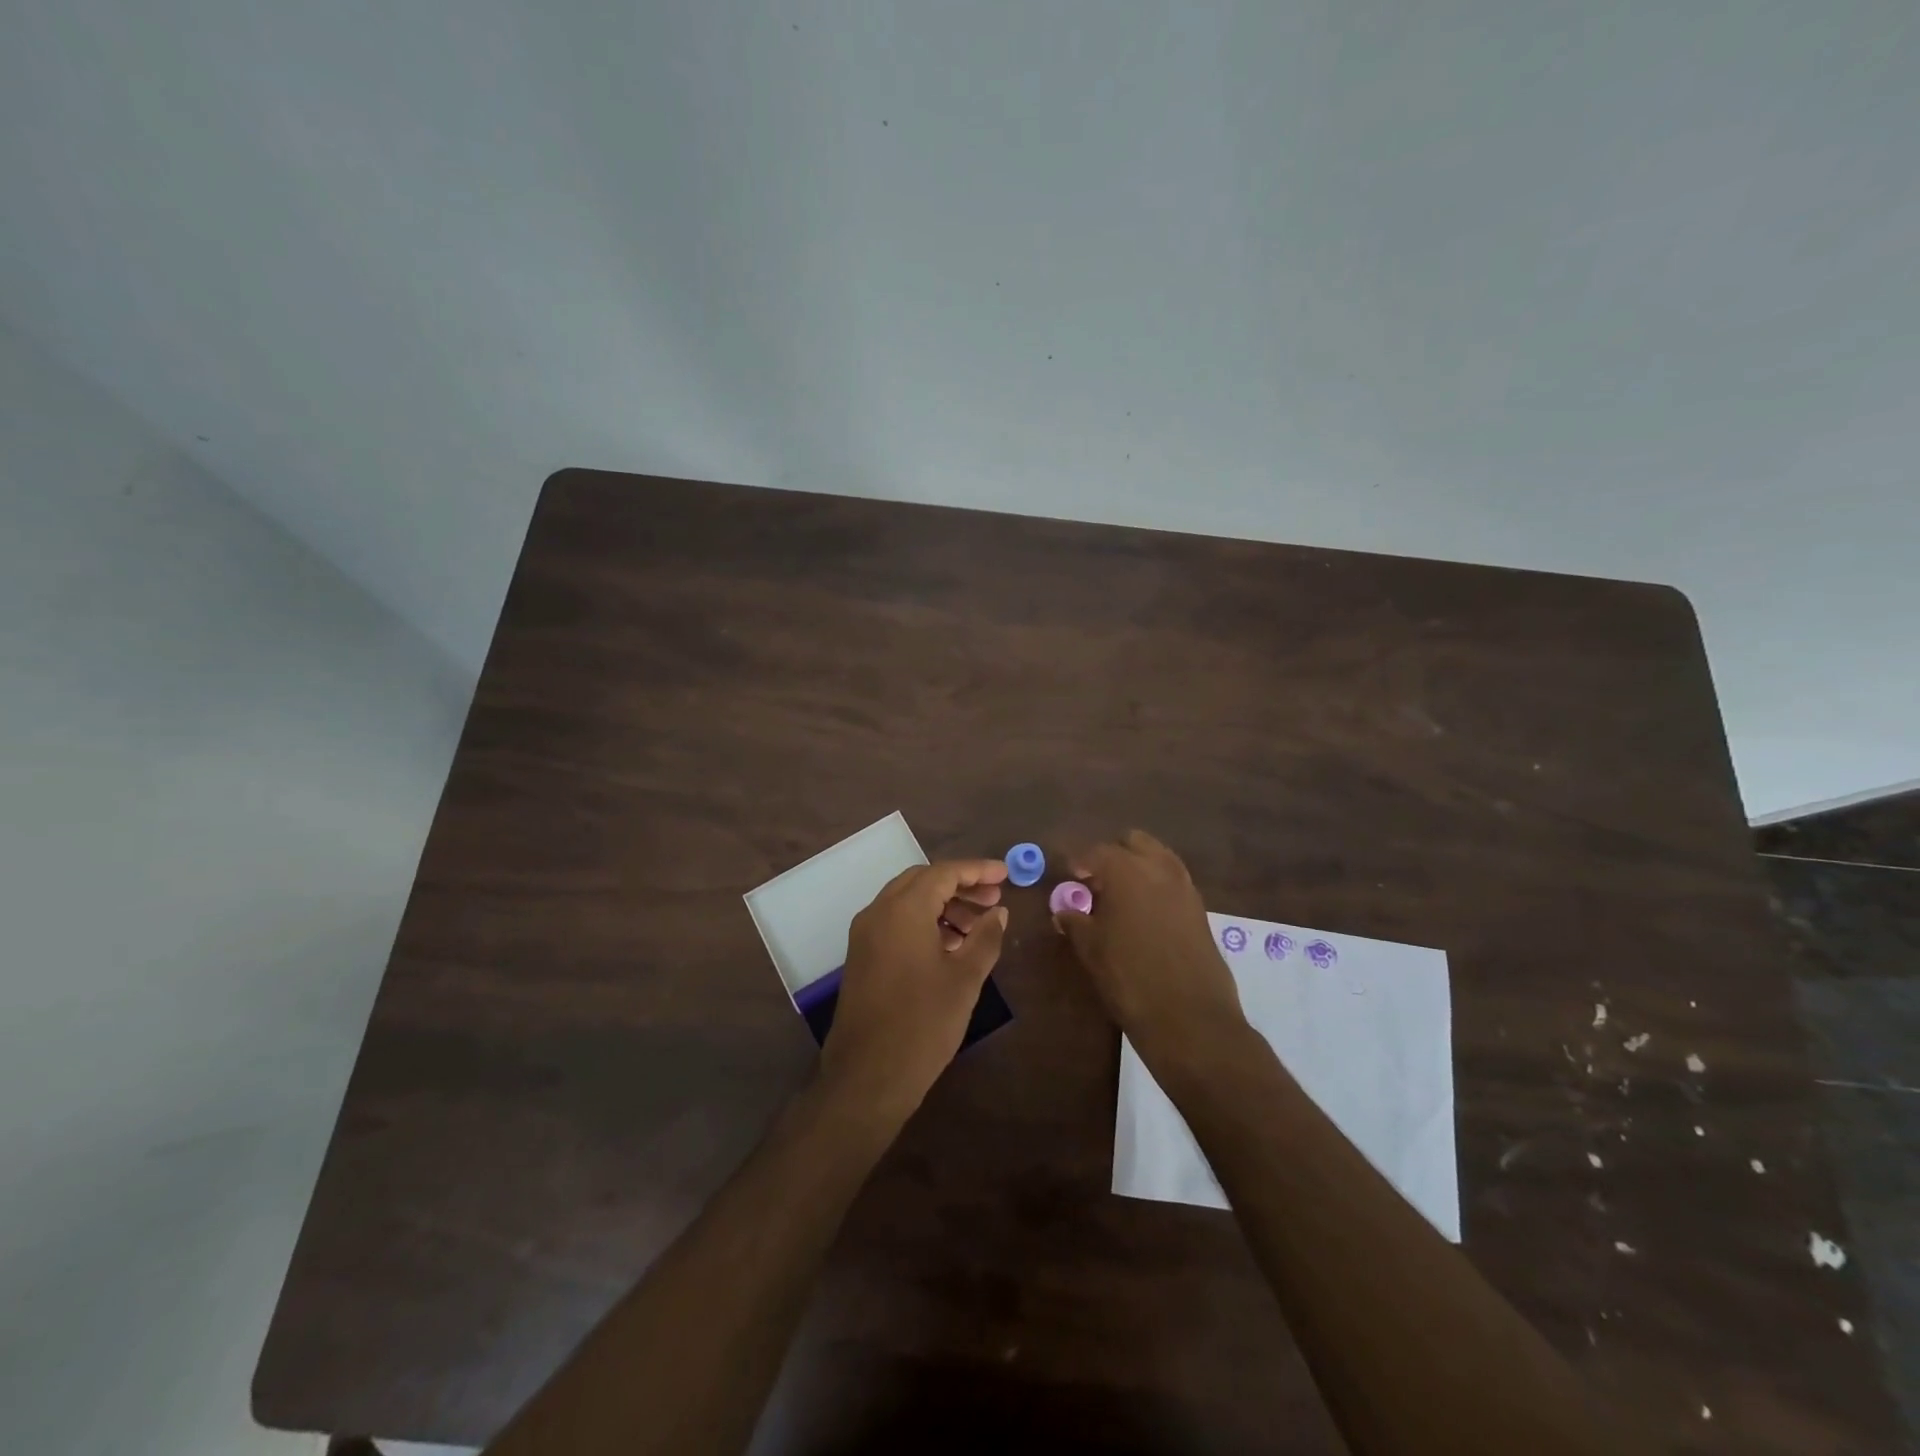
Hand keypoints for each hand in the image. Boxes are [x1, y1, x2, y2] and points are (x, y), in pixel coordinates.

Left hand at [821, 859, 1009, 1117]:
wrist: (867, 1077)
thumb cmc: (922, 1024)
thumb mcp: (965, 980)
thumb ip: (985, 938)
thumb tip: (999, 912)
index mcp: (903, 910)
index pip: (943, 873)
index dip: (977, 870)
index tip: (1006, 874)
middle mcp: (878, 912)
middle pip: (923, 882)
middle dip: (960, 886)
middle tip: (994, 899)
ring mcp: (865, 935)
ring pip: (907, 901)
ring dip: (943, 905)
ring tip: (978, 926)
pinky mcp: (861, 956)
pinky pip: (895, 922)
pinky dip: (924, 922)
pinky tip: (950, 945)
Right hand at [1054, 830, 1248, 1073]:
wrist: (1190, 1018)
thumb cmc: (1129, 978)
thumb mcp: (1091, 949)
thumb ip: (1075, 922)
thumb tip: (1064, 910)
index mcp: (1127, 870)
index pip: (1096, 852)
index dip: (1079, 862)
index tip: (1068, 876)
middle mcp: (1159, 868)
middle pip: (1133, 842)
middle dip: (1113, 855)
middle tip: (1095, 882)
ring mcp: (1185, 887)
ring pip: (1158, 857)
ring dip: (1138, 867)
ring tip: (1120, 898)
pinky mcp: (1200, 909)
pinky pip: (1174, 881)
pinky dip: (1156, 886)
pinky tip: (1144, 914)